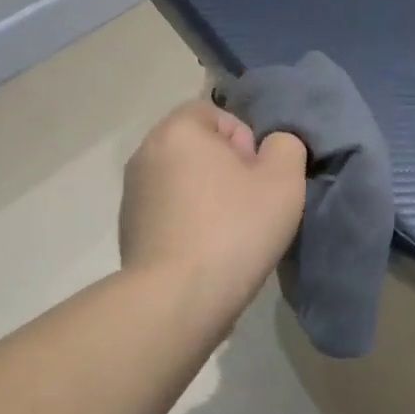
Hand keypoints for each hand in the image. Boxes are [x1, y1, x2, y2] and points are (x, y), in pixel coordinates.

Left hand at [120, 99, 307, 312]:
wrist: (177, 299)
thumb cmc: (234, 228)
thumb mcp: (284, 179)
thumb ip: (286, 144)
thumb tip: (270, 146)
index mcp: (177, 130)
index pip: (215, 113)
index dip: (245, 140)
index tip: (257, 176)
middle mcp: (146, 153)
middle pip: (198, 146)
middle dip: (227, 168)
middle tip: (250, 203)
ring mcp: (132, 194)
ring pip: (183, 179)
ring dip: (207, 195)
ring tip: (230, 231)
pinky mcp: (128, 230)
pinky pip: (168, 211)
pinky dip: (188, 221)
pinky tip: (207, 252)